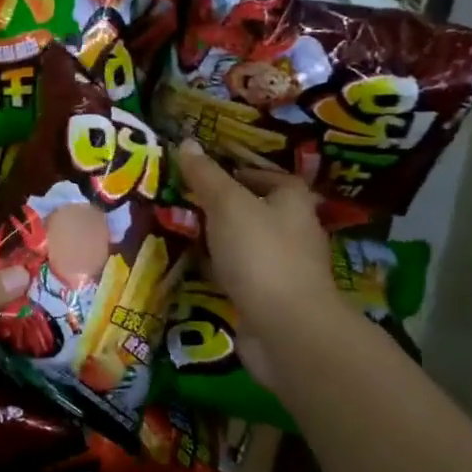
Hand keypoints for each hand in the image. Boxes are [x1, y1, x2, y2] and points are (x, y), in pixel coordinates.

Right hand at [174, 140, 345, 354]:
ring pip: (242, 243)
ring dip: (215, 240)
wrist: (286, 328)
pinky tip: (192, 268)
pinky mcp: (268, 297)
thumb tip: (186, 142)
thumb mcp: (227, 205)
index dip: (234, 171)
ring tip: (178, 232)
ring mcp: (282, 267)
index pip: (264, 175)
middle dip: (218, 207)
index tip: (199, 174)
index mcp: (292, 201)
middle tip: (179, 202)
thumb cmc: (261, 254)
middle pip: (252, 209)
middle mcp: (293, 230)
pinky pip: (238, 274)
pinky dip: (217, 269)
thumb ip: (206, 176)